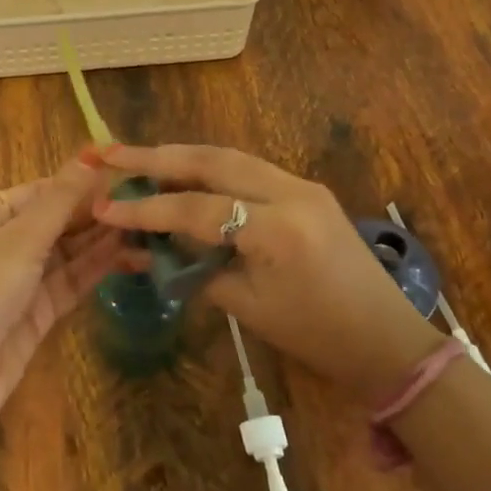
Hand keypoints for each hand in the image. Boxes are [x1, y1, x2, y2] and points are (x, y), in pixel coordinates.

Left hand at [0, 152, 124, 424]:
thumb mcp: (21, 238)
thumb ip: (61, 199)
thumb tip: (91, 154)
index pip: (39, 191)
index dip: (79, 183)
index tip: (124, 175)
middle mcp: (1, 244)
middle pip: (55, 221)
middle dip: (96, 214)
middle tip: (146, 202)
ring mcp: (18, 281)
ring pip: (67, 253)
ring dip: (103, 241)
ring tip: (148, 228)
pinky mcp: (36, 314)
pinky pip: (70, 282)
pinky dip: (98, 269)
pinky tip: (132, 257)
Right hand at [94, 143, 445, 404]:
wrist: (387, 338)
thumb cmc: (317, 337)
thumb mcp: (248, 307)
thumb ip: (195, 270)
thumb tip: (148, 250)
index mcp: (278, 229)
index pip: (196, 208)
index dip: (146, 209)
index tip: (104, 206)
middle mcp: (291, 192)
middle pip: (212, 161)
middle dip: (157, 156)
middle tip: (111, 151)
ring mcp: (302, 185)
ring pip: (229, 157)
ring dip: (181, 156)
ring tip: (138, 157)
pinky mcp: (307, 189)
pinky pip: (248, 169)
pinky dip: (210, 169)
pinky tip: (183, 175)